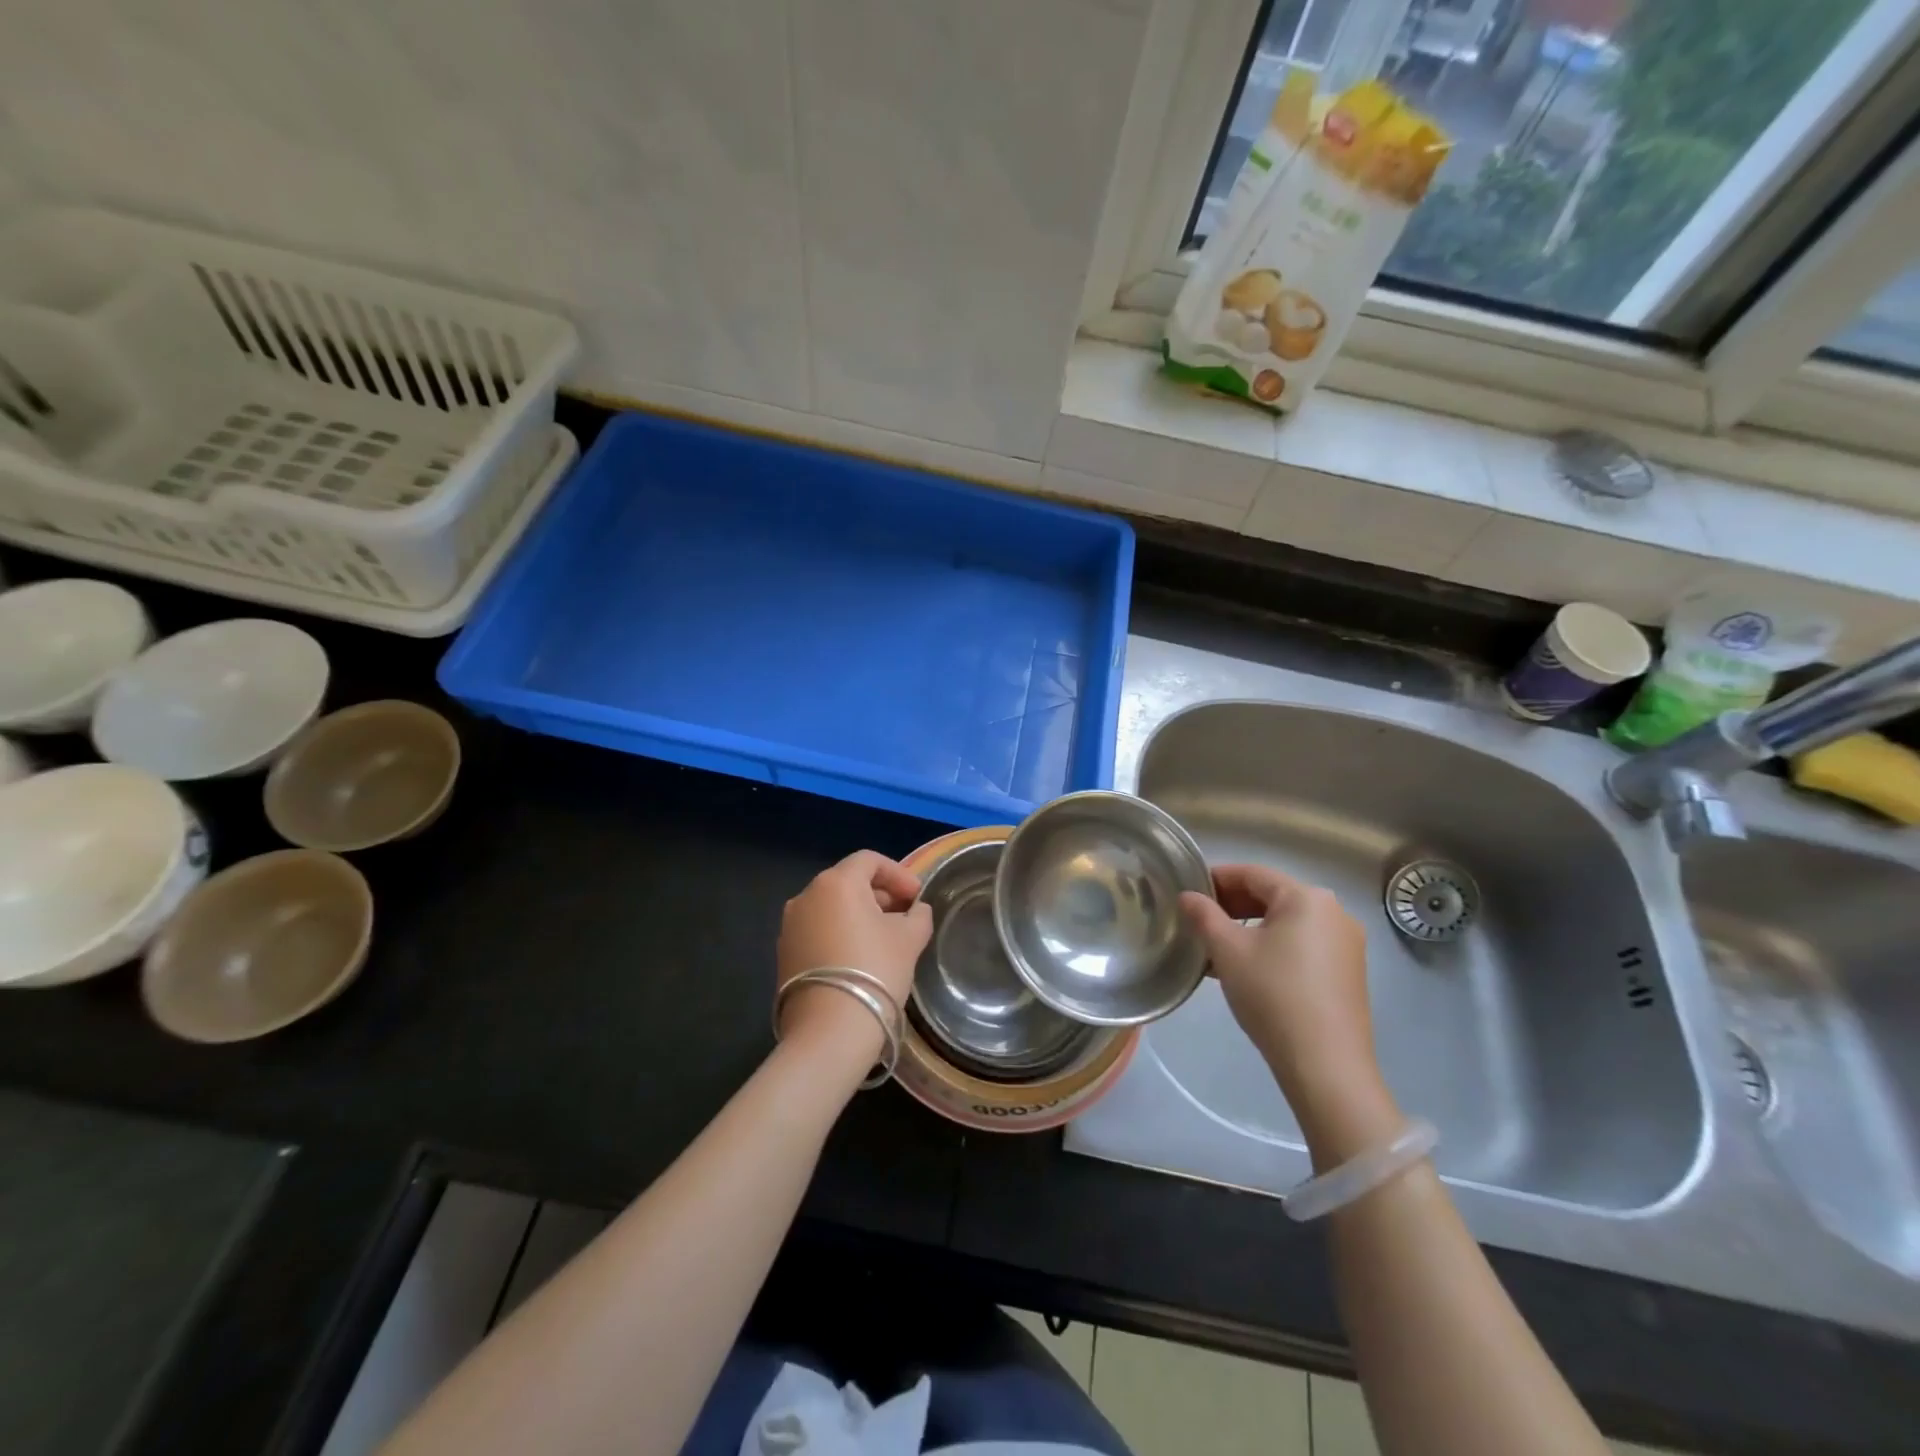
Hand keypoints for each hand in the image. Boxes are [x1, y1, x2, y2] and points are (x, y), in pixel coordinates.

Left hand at [777, 850, 932, 1065]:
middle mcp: (806, 896)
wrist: (829, 1031)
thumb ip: (918, 915)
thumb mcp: (910, 939)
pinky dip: (840, 933)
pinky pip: (818, 930)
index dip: (898, 874)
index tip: (917, 896)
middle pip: (848, 882)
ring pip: (832, 907)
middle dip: (880, 895)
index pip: (869, 861)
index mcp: (836, 882)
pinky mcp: (784, 953)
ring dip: (859, 915)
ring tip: (885, 939)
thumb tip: (915, 910)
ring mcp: (790, 925)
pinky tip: (859, 958)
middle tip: (906, 917)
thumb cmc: (875, 971)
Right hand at [1179, 865, 1400, 1163]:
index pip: (1252, 874)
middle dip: (1233, 905)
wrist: (1326, 1065)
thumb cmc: (1272, 995)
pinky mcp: (1349, 972)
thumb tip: (1187, 896)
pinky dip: (1274, 947)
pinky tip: (1249, 968)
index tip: (1188, 892)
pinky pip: (1303, 944)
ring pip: (1288, 922)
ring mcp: (1346, 943)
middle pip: (1273, 896)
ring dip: (1251, 928)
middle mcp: (1334, 912)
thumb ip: (1204, 916)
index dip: (1216, 878)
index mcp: (1306, 897)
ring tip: (1218, 948)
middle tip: (1199, 921)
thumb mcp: (1228, 951)